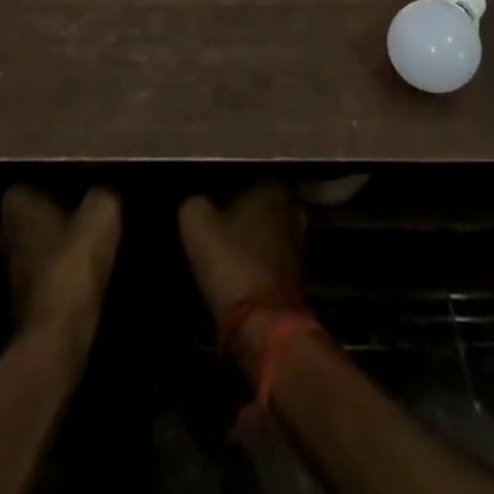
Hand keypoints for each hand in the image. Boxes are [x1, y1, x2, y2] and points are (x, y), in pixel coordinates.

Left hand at [0, 185, 121, 347]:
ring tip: (93, 235)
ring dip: (59, 240)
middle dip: (57, 209)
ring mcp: (11, 266)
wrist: (58, 334)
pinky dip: (61, 266)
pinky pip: (45, 268)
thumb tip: (107, 187)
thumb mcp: (102, 213)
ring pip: (39, 240)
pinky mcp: (24, 296)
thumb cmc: (73, 262)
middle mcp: (6, 230)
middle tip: (90, 206)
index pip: (34, 178)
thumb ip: (103, 192)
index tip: (83, 181)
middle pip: (35, 211)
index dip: (58, 178)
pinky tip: (85, 267)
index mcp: (16, 203)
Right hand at [178, 180, 307, 377]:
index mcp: (272, 186)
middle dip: (243, 201)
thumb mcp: (196, 223)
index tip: (210, 183)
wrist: (263, 325)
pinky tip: (236, 257)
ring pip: (268, 223)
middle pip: (261, 196)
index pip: (249, 168)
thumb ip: (196, 202)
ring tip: (223, 233)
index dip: (228, 175)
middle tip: (216, 207)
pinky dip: (257, 252)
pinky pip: (270, 249)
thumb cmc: (231, 261)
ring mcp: (297, 240)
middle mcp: (291, 206)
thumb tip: (199, 202)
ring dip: (251, 228)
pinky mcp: (296, 271)